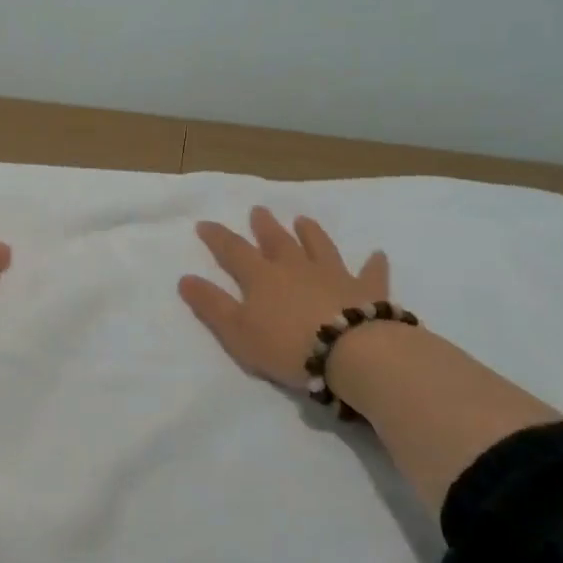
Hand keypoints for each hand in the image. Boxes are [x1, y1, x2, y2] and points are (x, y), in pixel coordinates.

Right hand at [178, 207, 390, 388]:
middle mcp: (296, 268)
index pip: (234, 251)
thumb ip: (211, 304)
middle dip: (265, 226)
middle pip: (277, 241)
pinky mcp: (366, 291)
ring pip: (319, 247)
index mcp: (262, 277)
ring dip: (310, 233)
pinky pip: (370, 274)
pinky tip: (378, 254)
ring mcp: (334, 276)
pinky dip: (373, 264)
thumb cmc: (287, 346)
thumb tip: (185, 278)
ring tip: (304, 220)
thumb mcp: (237, 331)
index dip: (217, 237)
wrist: (352, 353)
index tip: (204, 224)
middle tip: (259, 210)